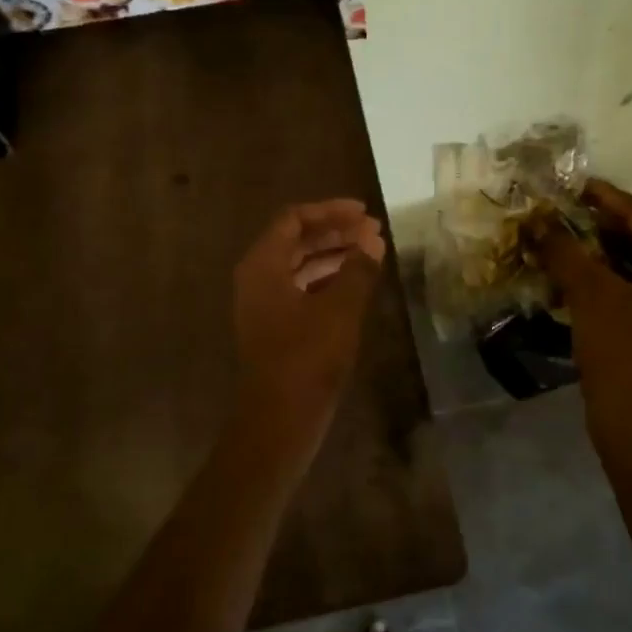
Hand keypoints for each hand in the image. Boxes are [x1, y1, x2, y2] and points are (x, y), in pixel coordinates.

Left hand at [232, 199, 385, 448]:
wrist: (279, 420)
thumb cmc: (306, 358)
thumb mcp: (339, 309)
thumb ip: (358, 269)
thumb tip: (373, 239)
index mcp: (263, 264)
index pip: (294, 219)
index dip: (330, 211)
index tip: (364, 213)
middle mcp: (258, 278)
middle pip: (296, 239)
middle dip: (335, 232)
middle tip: (373, 231)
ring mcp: (264, 304)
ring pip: (300, 265)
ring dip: (333, 255)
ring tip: (371, 253)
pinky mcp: (275, 326)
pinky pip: (301, 288)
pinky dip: (327, 279)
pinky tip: (355, 284)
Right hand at [539, 179, 631, 454]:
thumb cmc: (625, 354)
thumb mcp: (591, 294)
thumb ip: (564, 251)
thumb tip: (536, 219)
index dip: (604, 198)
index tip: (571, 184)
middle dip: (595, 226)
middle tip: (556, 211)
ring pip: (630, 266)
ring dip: (593, 253)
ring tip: (555, 238)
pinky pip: (627, 290)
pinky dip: (599, 280)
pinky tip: (566, 275)